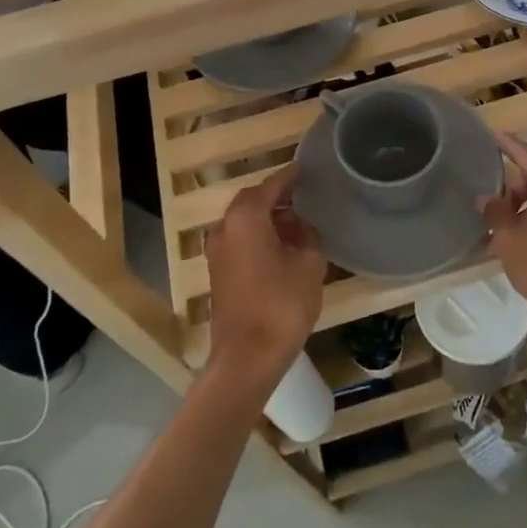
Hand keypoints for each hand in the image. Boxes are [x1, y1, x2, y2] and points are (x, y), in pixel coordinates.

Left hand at [205, 165, 327, 389]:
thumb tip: (300, 226)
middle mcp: (225, 227)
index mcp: (246, 217)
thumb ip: (307, 234)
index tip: (306, 169)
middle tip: (305, 197)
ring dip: (268, 220)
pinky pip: (240, 241)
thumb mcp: (309, 263)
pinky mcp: (218, 273)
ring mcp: (217, 252)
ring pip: (245, 223)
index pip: (271, 185)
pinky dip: (259, 237)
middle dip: (278, 198)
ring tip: (298, 224)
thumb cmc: (281, 304)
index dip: (290, 177)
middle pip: (253, 202)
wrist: (247, 358)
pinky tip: (282, 248)